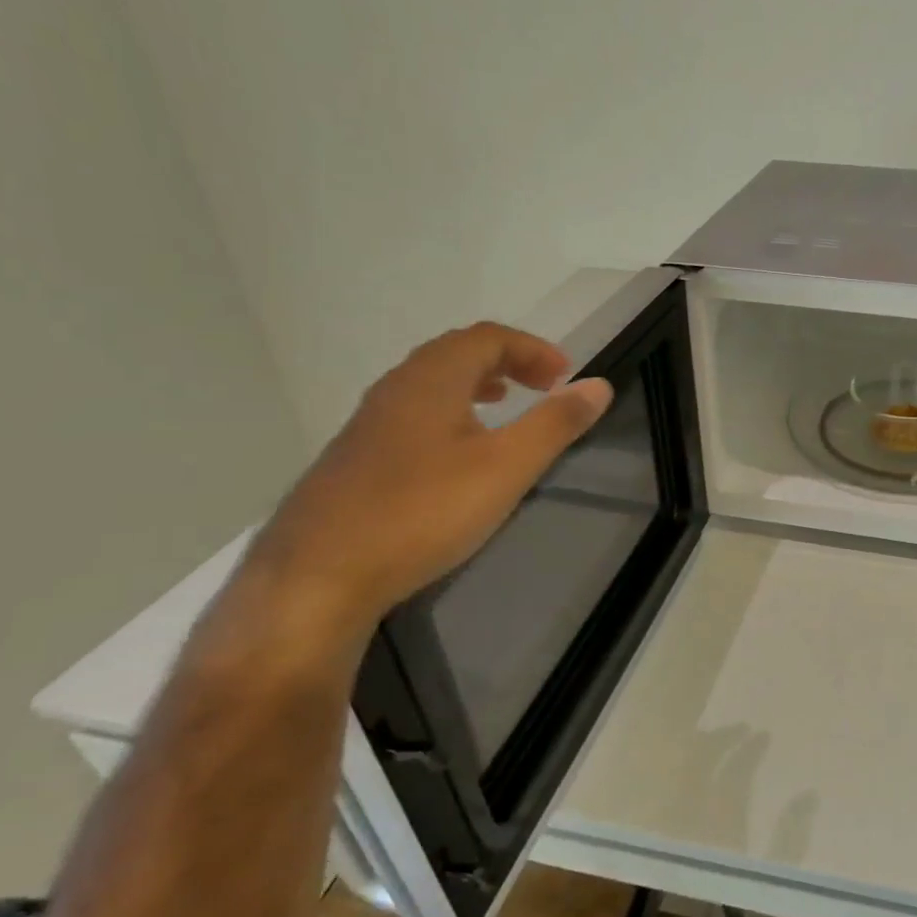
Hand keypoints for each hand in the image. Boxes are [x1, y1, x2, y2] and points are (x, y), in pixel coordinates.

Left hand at [248, 322, 612, 633]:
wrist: (316, 578)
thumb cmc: (422, 512)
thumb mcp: (506, 468)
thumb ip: (555, 424)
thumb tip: (599, 385)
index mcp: (431, 380)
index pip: (487, 337)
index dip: (532, 348)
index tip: (565, 376)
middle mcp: (394, 390)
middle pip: (454, 353)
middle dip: (505, 361)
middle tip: (542, 386)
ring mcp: (367, 425)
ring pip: (429, 385)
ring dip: (475, 385)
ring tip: (503, 407)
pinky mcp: (354, 461)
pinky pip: (411, 415)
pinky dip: (448, 413)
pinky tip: (457, 457)